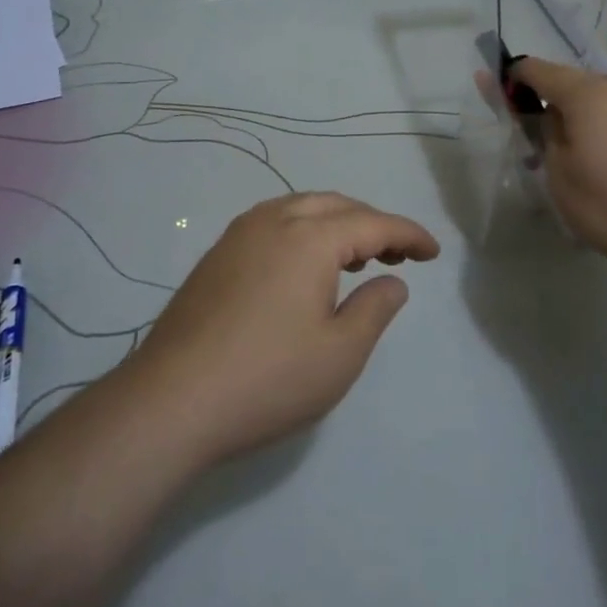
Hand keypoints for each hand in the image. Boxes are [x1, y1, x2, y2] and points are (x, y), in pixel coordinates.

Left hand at [124, 193, 440, 464]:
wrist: (172, 401)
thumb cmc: (268, 379)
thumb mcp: (340, 353)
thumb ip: (375, 308)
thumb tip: (393, 280)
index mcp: (309, 237)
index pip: (373, 223)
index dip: (408, 234)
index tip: (434, 252)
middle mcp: (273, 221)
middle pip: (336, 206)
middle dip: (372, 224)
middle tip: (398, 255)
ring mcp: (238, 236)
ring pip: (300, 209)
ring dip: (336, 224)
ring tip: (356, 259)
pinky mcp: (216, 256)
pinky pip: (272, 224)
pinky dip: (303, 232)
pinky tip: (305, 269)